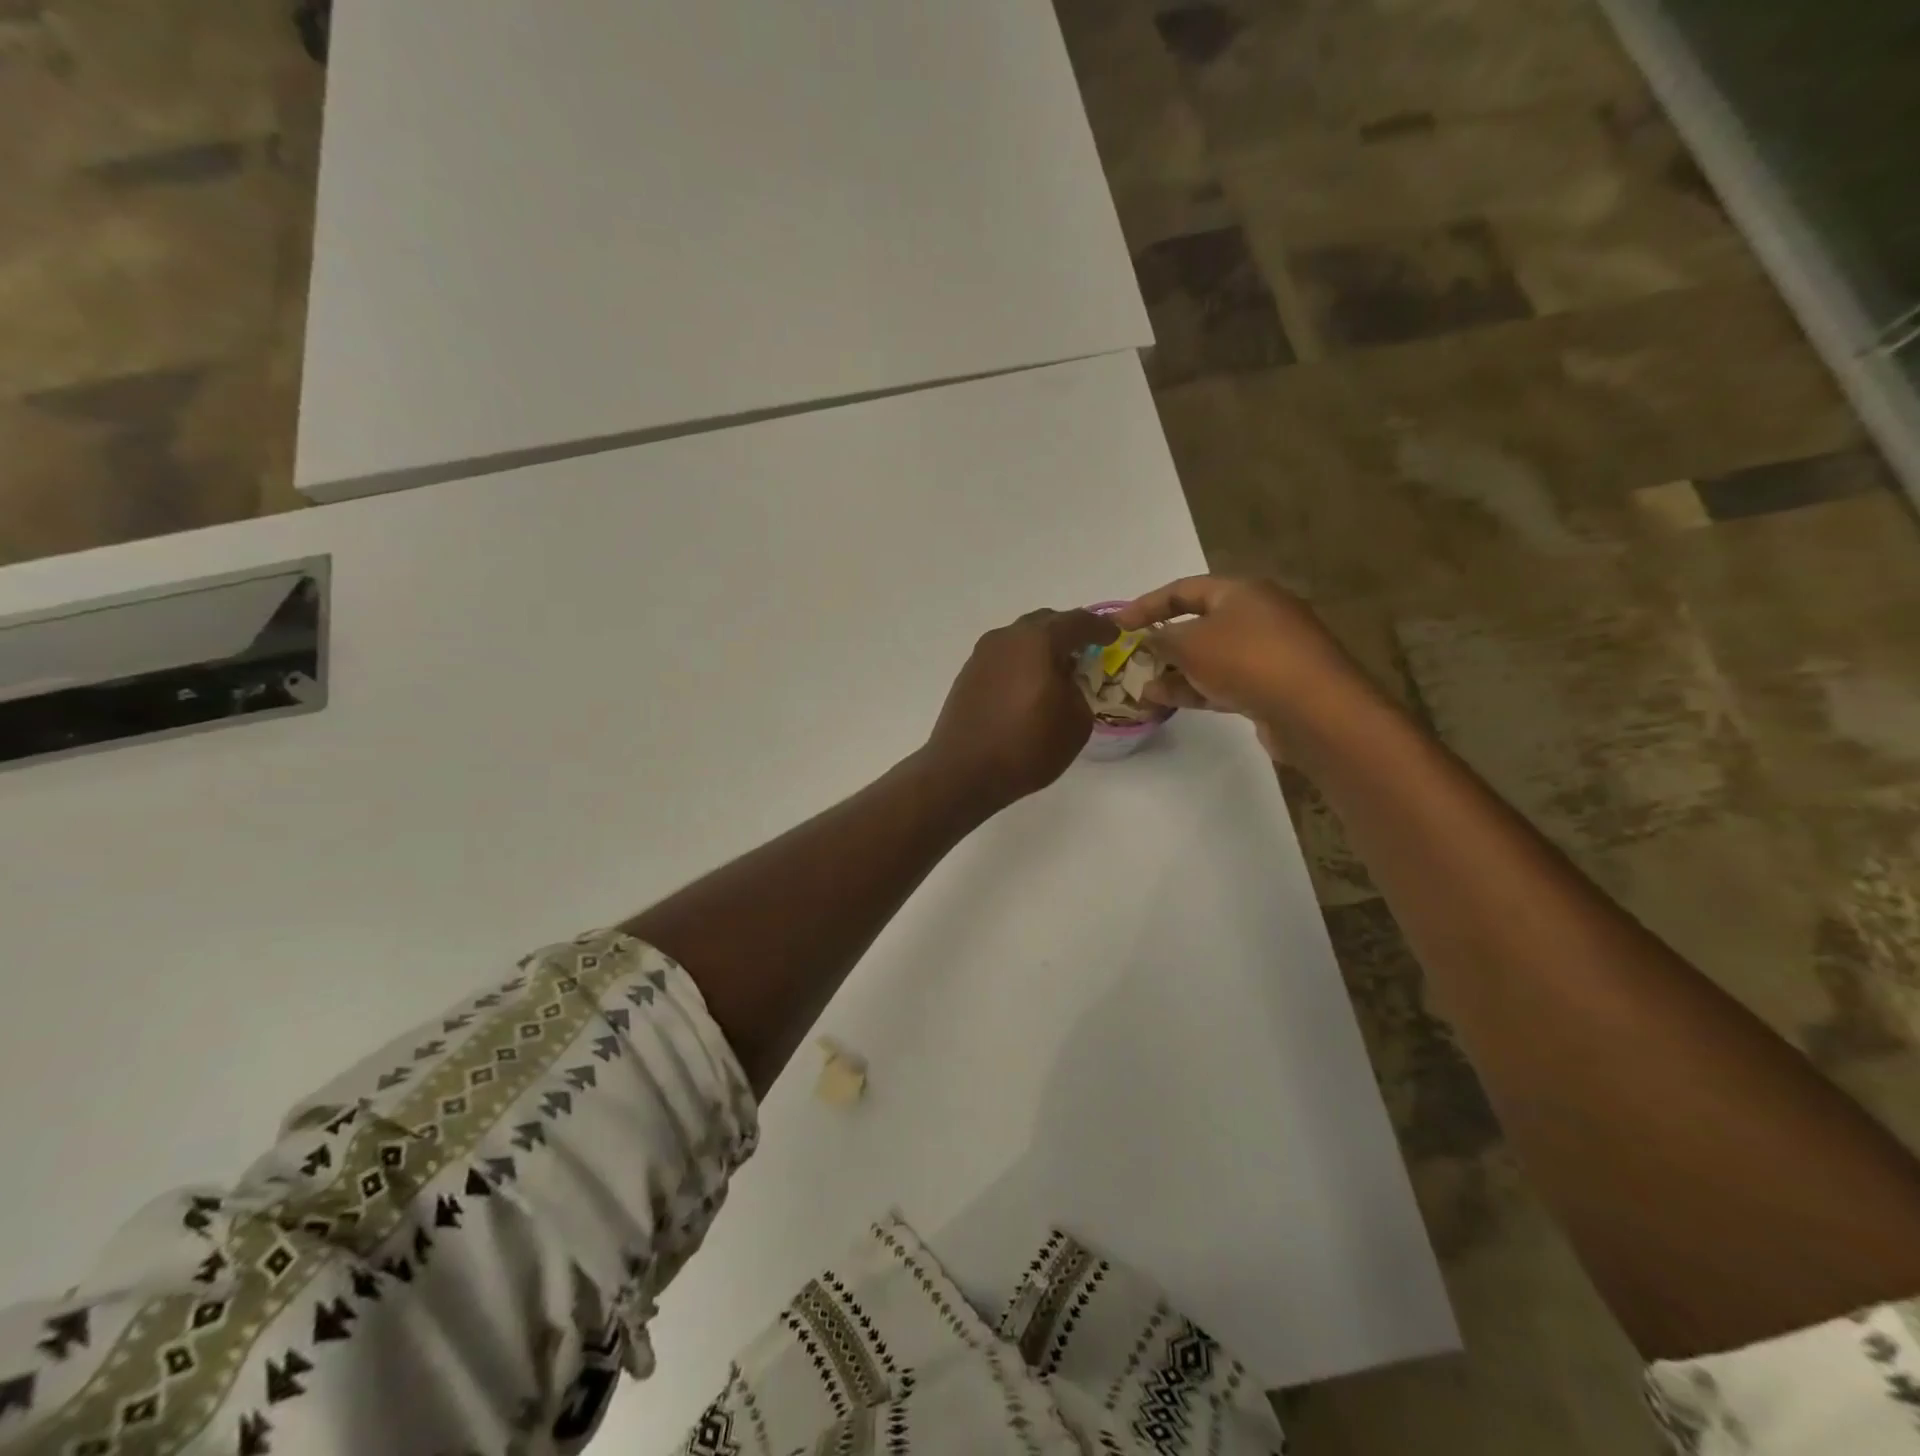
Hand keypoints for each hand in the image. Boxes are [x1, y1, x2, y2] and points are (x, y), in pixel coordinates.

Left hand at [925, 609, 1116, 807]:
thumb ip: (1079, 690)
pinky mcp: (968, 674)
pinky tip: (1028, 687)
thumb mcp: (1075, 722)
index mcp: (1038, 641)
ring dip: (1041, 649)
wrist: (963, 771)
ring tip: (1057, 671)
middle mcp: (1007, 637)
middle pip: (1045, 623)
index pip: (1078, 622)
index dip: (1101, 627)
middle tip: (1085, 651)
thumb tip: (1065, 681)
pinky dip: (1021, 663)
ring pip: (1021, 639)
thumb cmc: (1027, 746)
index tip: (1114, 635)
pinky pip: (1004, 657)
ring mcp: (982, 654)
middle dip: (1068, 633)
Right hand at [1113, 576, 1372, 756]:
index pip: (1183, 589)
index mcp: (1241, 591)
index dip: (1146, 604)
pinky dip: (1195, 688)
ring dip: (1176, 670)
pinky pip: (1224, 681)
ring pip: (1210, 656)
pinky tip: (1166, 701)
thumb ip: (1162, 639)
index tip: (1117, 623)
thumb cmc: (1247, 660)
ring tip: (1143, 687)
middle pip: (1199, 623)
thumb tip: (1150, 640)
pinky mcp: (1272, 685)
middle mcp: (1257, 615)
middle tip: (1132, 659)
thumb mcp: (1191, 643)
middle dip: (1163, 642)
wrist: (1313, 709)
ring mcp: (1268, 652)